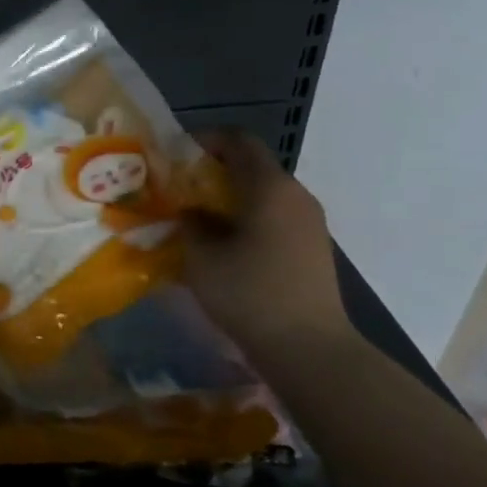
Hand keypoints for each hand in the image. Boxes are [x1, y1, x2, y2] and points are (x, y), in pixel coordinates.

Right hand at [179, 130, 352, 358]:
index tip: (175, 155)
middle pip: (252, 166)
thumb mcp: (201, 258)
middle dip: (212, 172)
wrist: (308, 347)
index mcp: (269, 188)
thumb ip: (190, 224)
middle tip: (178, 190)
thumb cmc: (249, 294)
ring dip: (228, 198)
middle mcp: (295, 195)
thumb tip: (191, 212)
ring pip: (263, 193)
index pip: (239, 140)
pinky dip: (246, 218)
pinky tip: (224, 246)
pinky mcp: (312, 246)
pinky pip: (274, 216)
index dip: (205, 139)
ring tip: (197, 220)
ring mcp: (309, 221)